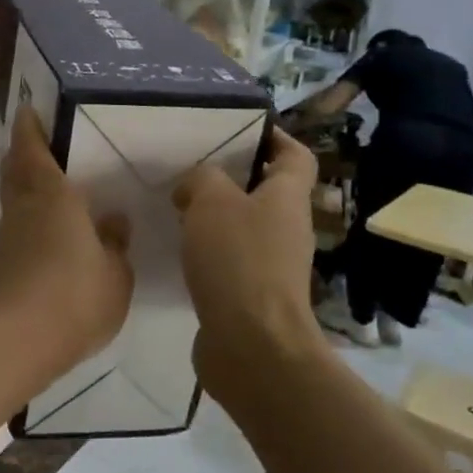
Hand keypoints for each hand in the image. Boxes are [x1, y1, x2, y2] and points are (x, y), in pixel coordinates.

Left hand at [0, 108, 134, 374]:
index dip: (29, 129)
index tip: (27, 112)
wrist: (15, 341)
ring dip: (24, 197)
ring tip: (49, 203)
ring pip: (11, 206)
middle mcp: (21, 210)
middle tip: (38, 150)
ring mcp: (1, 239)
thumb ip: (115, 244)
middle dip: (22, 157)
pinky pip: (11, 238)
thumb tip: (113, 220)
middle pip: (15, 173)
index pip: (32, 150)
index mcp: (52, 198)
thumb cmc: (76, 298)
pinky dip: (24, 233)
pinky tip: (41, 249)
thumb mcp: (115, 275)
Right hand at [174, 127, 324, 399]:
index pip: (295, 156)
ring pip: (245, 225)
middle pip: (267, 191)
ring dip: (216, 215)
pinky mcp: (252, 294)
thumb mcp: (212, 201)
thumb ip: (202, 179)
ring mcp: (272, 265)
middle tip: (193, 167)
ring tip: (178, 205)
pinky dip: (208, 250)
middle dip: (233, 177)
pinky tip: (179, 249)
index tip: (240, 128)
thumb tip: (195, 187)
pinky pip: (230, 258)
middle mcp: (286, 228)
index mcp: (287, 198)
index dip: (275, 138)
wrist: (251, 344)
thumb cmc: (237, 261)